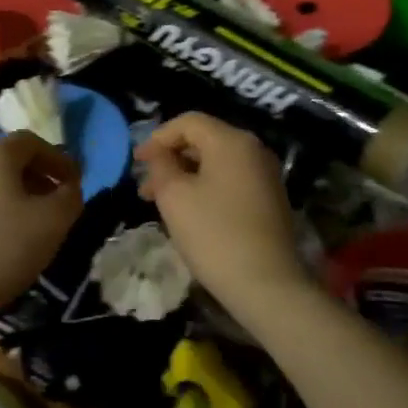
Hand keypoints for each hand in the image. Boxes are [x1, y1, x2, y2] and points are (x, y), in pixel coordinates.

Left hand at [0, 132, 83, 326]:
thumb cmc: (2, 247)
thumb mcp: (52, 222)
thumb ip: (70, 198)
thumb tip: (69, 189)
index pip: (32, 142)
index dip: (59, 158)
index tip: (76, 183)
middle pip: (11, 161)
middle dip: (41, 178)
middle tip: (60, 203)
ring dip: (21, 197)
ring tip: (37, 226)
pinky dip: (0, 212)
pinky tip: (9, 241)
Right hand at [135, 113, 306, 309]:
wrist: (267, 285)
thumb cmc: (214, 234)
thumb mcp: (174, 196)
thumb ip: (161, 166)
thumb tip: (160, 154)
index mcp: (231, 141)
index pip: (188, 122)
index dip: (157, 138)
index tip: (136, 163)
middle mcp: (254, 150)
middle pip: (204, 140)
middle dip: (170, 158)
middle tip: (145, 186)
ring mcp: (266, 175)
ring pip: (216, 163)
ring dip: (185, 175)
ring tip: (161, 202)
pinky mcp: (270, 199)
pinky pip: (231, 180)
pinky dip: (206, 187)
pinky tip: (189, 212)